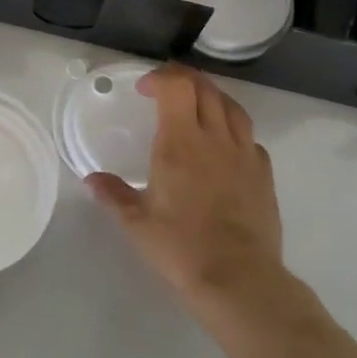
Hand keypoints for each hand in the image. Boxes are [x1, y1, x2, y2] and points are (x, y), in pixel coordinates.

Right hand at [87, 64, 282, 304]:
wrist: (240, 279)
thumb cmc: (181, 248)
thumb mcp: (137, 223)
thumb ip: (114, 195)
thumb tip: (92, 180)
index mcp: (181, 142)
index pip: (177, 87)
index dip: (160, 77)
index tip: (144, 89)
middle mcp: (215, 139)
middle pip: (205, 89)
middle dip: (184, 80)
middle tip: (166, 89)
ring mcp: (244, 154)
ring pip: (233, 107)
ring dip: (212, 97)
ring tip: (197, 107)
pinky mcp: (264, 174)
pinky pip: (250, 137)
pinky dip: (234, 130)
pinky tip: (225, 145)